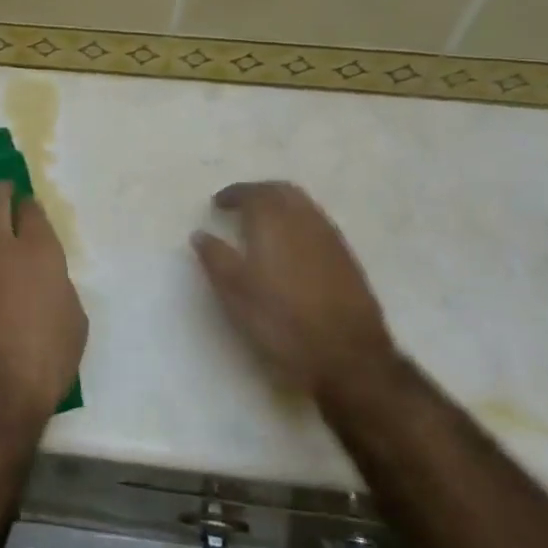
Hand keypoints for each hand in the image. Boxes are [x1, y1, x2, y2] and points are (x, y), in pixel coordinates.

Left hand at [0, 183, 87, 427]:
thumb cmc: (46, 360)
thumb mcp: (74, 320)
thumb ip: (59, 285)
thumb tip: (45, 276)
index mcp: (39, 251)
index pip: (31, 211)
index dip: (31, 205)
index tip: (30, 206)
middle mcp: (0, 246)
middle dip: (0, 191)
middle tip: (3, 189)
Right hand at [192, 181, 400, 401]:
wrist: (347, 357)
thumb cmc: (281, 321)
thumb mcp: (235, 293)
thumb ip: (216, 258)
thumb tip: (200, 234)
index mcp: (273, 222)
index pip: (252, 192)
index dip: (233, 194)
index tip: (218, 204)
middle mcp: (304, 220)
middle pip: (282, 190)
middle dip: (259, 193)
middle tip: (241, 206)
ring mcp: (330, 238)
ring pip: (303, 206)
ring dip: (281, 206)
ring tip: (264, 225)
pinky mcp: (347, 259)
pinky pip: (318, 224)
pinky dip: (299, 223)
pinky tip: (292, 247)